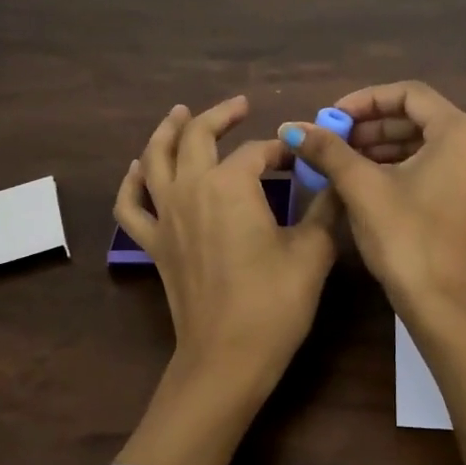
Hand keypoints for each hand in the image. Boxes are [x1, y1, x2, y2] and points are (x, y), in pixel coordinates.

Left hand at [113, 97, 339, 464]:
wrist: (227, 357)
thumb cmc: (275, 303)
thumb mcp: (313, 251)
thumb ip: (325, 207)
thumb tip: (335, 179)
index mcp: (231, 184)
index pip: (259, 151)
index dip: (284, 149)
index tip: (304, 156)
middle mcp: (190, 189)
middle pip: (197, 136)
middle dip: (220, 116)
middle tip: (239, 106)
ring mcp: (165, 216)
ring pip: (155, 159)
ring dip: (167, 131)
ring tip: (178, 114)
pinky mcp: (153, 243)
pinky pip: (131, 204)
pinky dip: (132, 182)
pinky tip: (139, 169)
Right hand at [278, 80, 465, 325]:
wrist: (446, 308)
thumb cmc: (406, 239)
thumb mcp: (362, 188)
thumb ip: (328, 150)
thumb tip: (291, 126)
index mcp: (462, 132)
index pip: (409, 94)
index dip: (365, 100)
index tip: (332, 116)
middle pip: (420, 119)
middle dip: (372, 127)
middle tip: (334, 140)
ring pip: (428, 145)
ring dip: (385, 148)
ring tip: (344, 161)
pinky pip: (439, 168)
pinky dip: (405, 168)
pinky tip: (371, 182)